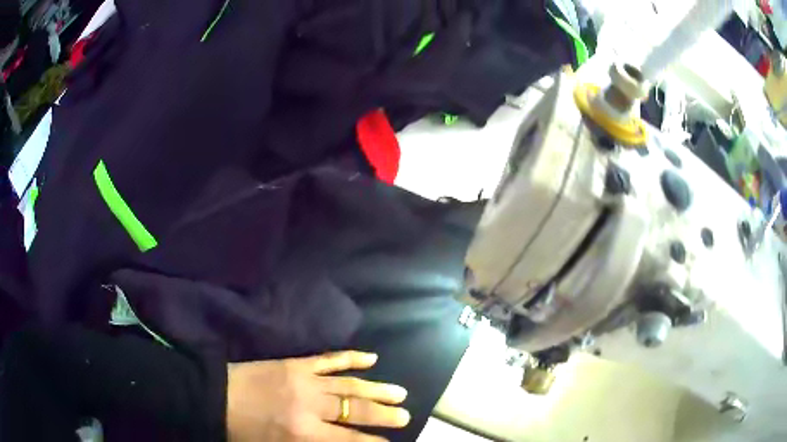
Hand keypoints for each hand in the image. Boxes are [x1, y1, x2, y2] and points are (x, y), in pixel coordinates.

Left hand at [226, 351, 409, 440]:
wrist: (215, 397)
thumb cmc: (243, 432)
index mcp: (304, 434)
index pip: (351, 440)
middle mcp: (311, 408)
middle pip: (357, 412)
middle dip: (385, 416)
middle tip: (406, 416)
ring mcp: (305, 381)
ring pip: (350, 386)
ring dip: (377, 389)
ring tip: (400, 393)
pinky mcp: (296, 364)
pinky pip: (329, 359)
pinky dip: (351, 358)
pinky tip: (372, 357)